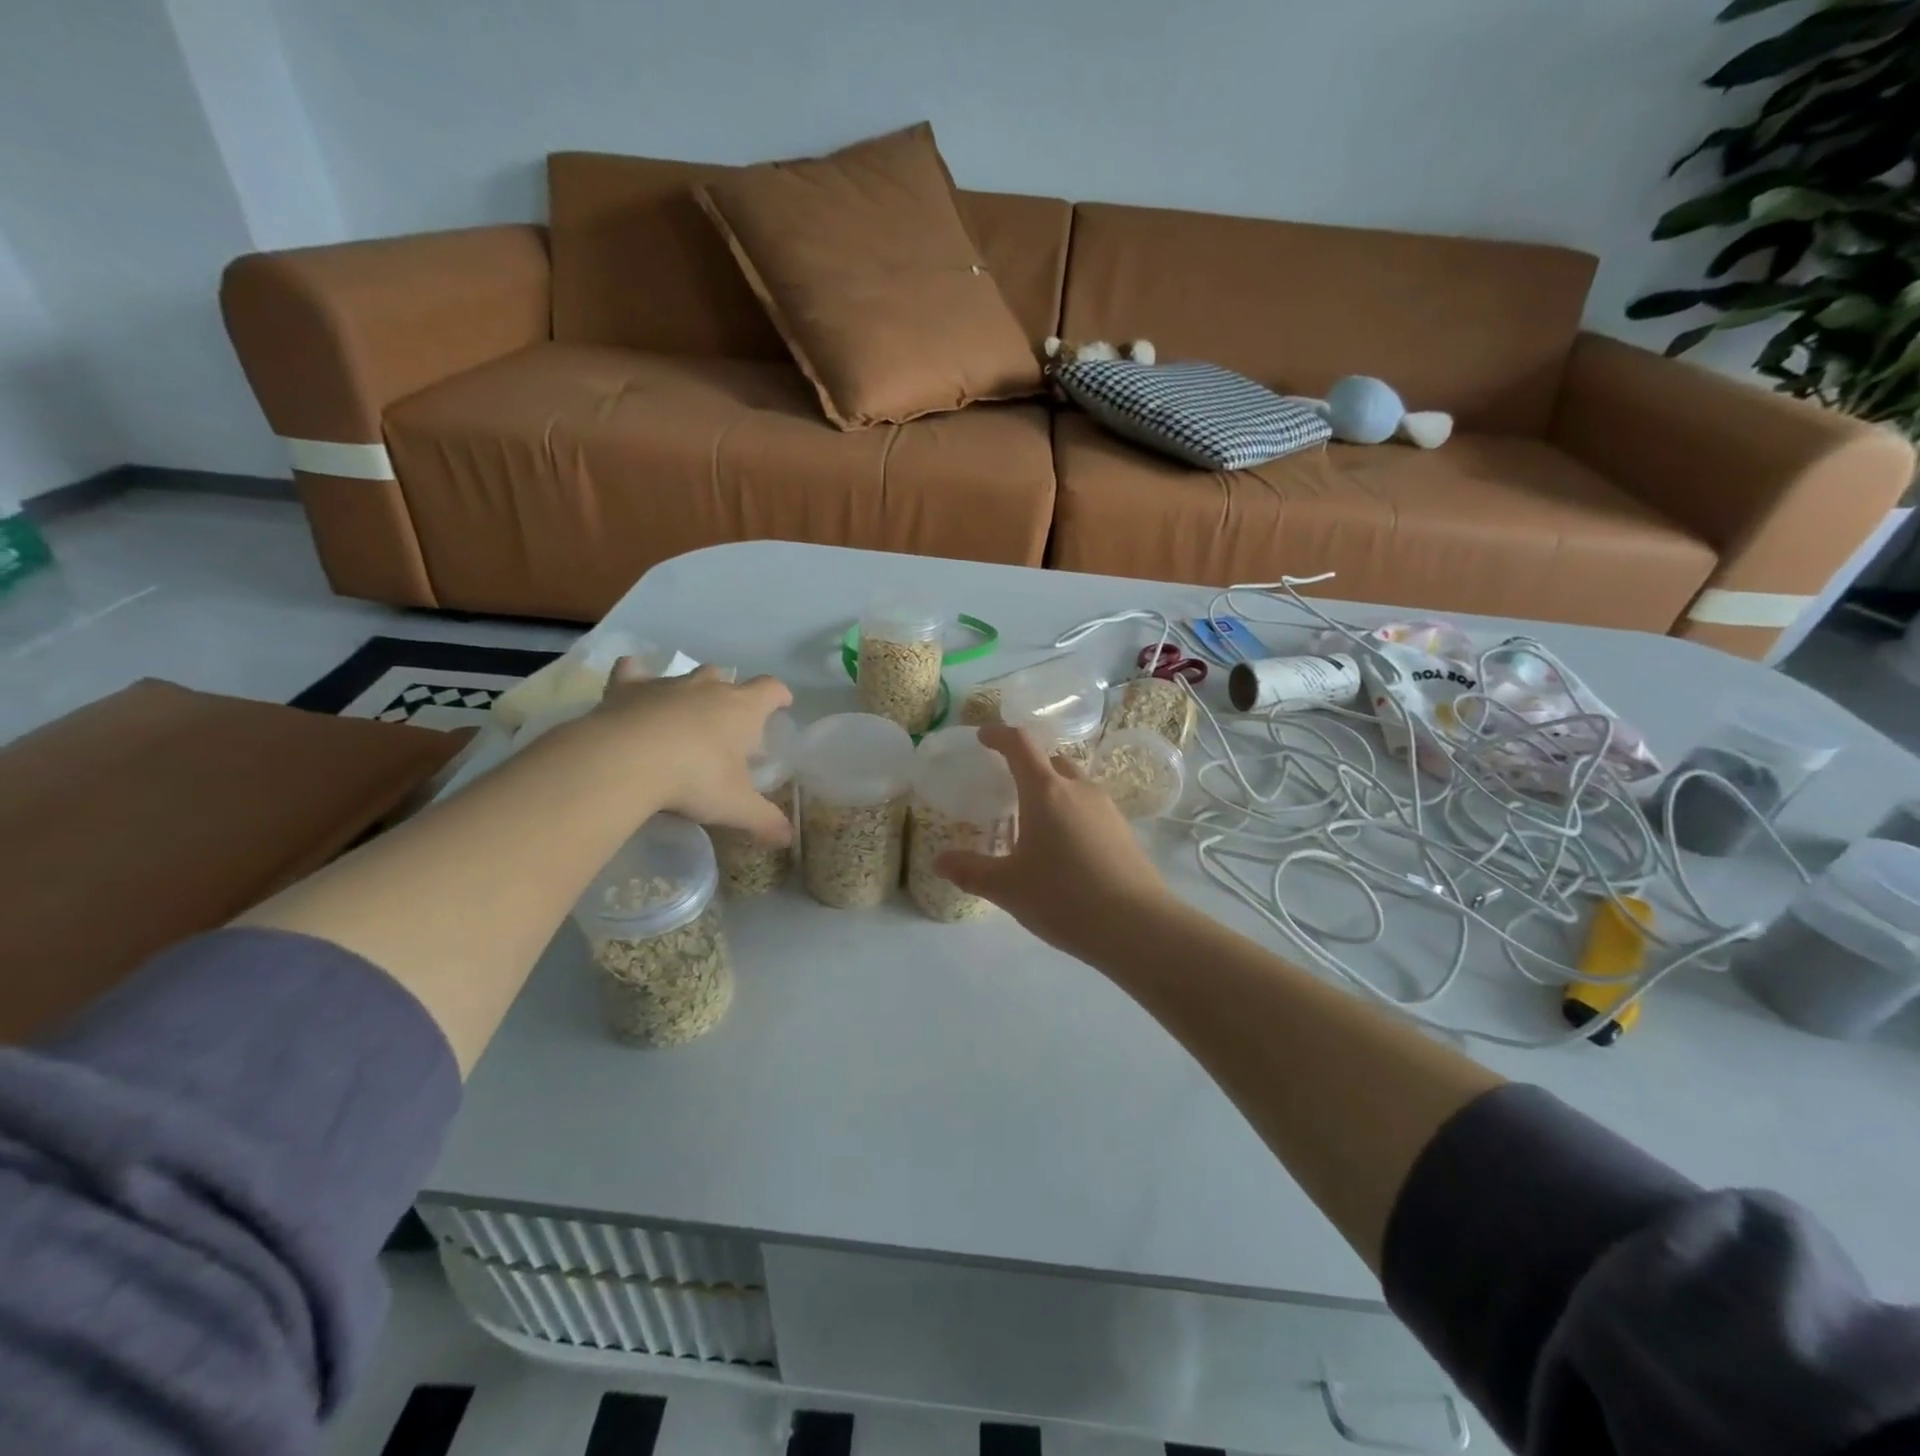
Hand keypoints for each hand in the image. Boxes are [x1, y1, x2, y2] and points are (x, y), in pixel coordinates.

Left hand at [569, 663, 794, 842]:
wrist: (626, 760)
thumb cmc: (695, 779)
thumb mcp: (736, 807)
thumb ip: (764, 820)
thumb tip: (788, 837)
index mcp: (743, 709)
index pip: (771, 690)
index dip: (780, 696)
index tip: (783, 705)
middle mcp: (708, 688)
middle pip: (727, 678)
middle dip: (731, 695)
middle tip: (727, 725)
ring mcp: (666, 685)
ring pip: (686, 676)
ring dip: (691, 690)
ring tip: (686, 714)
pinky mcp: (627, 689)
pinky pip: (632, 672)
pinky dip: (635, 676)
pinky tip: (633, 687)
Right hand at [936, 725, 1173, 961]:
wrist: (1138, 927)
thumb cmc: (1064, 898)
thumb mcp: (1008, 888)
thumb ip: (971, 871)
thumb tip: (939, 862)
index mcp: (1046, 791)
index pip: (1020, 744)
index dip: (999, 735)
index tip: (984, 737)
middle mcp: (1079, 789)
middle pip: (1051, 760)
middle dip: (1027, 764)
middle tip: (1007, 785)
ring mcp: (1107, 808)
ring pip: (1073, 784)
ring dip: (1052, 790)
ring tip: (1033, 821)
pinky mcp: (1123, 830)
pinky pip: (1089, 807)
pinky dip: (1071, 812)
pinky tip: (1063, 847)